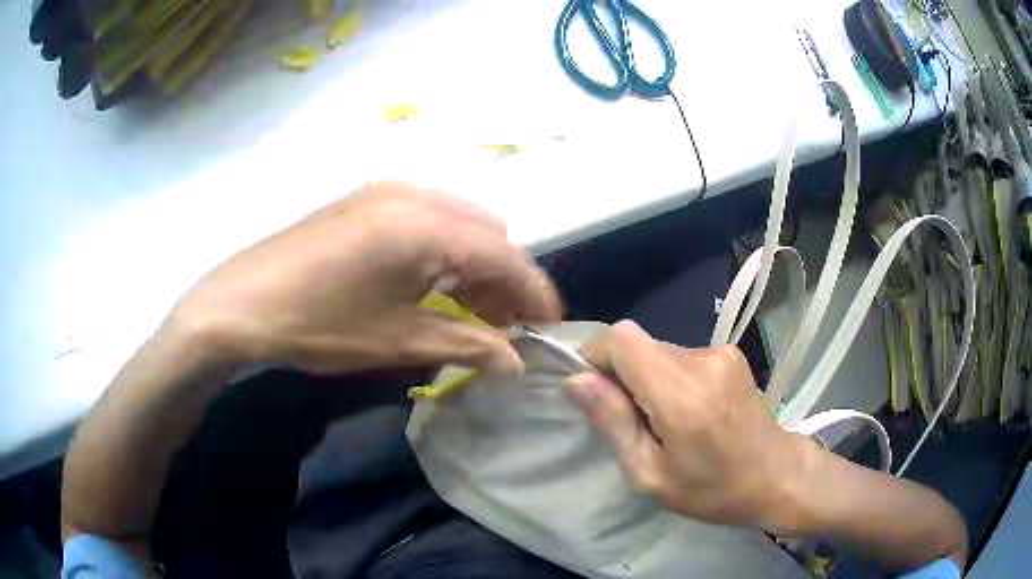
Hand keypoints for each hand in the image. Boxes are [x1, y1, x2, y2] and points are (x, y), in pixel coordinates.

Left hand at [171, 181, 560, 373]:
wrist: (239, 304)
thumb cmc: (317, 324)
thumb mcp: (396, 340)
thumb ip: (467, 344)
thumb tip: (516, 363)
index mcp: (427, 224)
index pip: (506, 256)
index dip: (535, 294)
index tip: (549, 329)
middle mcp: (415, 193)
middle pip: (488, 233)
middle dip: (507, 280)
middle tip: (506, 328)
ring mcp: (386, 190)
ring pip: (459, 223)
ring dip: (477, 264)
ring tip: (475, 311)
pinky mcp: (366, 199)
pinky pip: (428, 218)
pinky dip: (446, 250)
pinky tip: (436, 284)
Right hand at [566, 320, 808, 531]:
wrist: (777, 475)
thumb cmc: (713, 490)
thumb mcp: (651, 476)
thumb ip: (614, 423)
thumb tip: (576, 381)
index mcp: (683, 396)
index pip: (622, 339)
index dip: (596, 356)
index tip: (593, 391)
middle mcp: (703, 361)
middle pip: (638, 344)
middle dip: (622, 375)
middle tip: (633, 421)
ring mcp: (721, 352)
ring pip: (658, 349)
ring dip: (648, 378)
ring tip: (666, 421)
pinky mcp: (729, 353)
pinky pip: (681, 355)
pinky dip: (670, 377)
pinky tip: (689, 410)